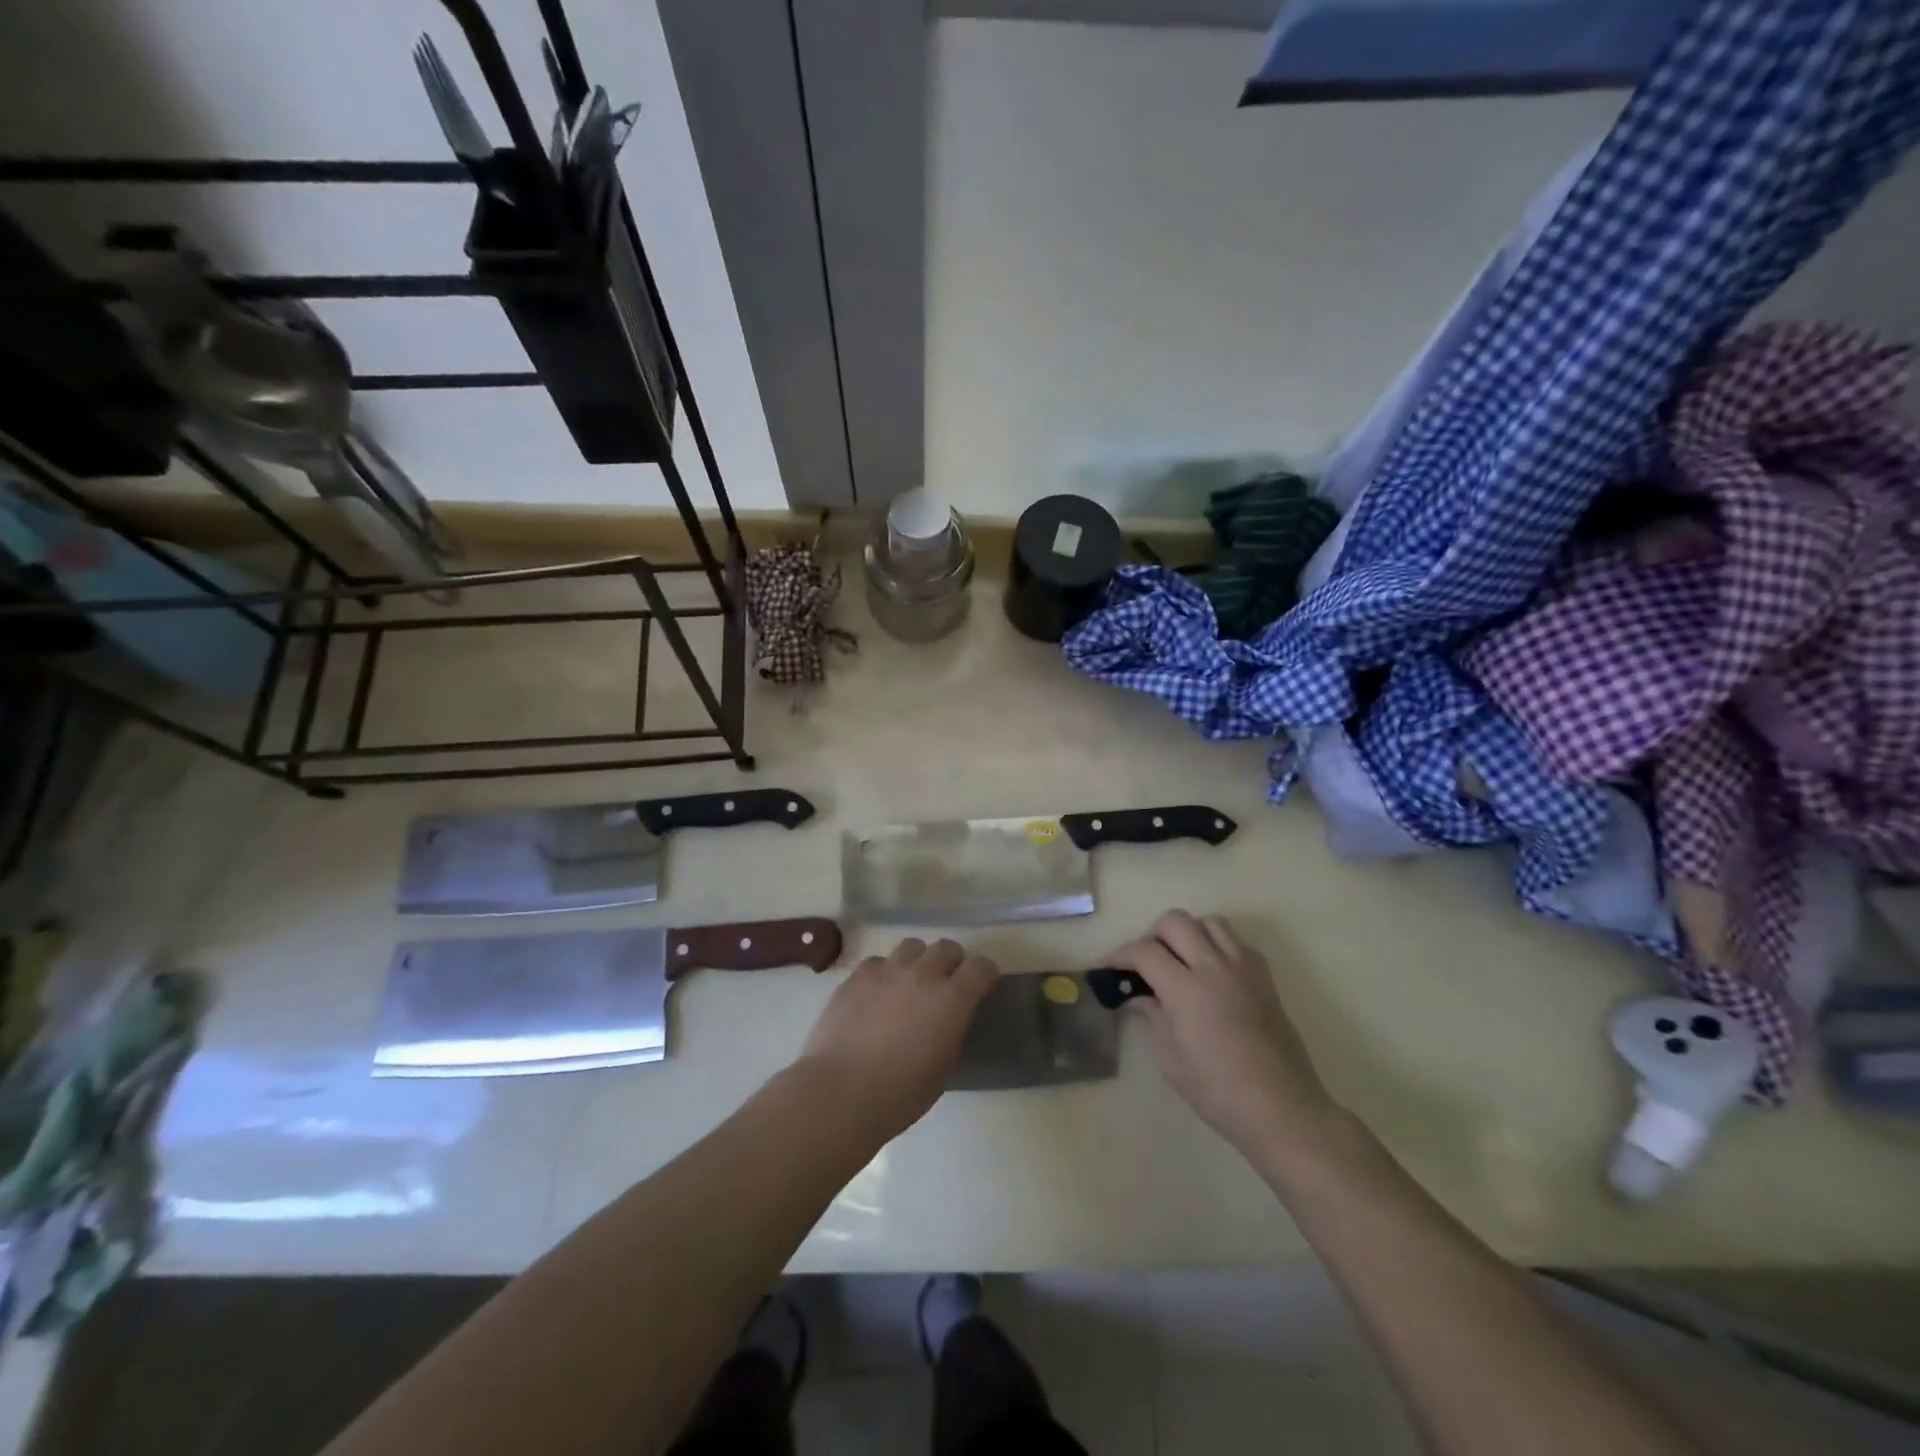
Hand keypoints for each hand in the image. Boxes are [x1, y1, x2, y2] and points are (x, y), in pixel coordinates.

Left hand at [797, 938, 997, 1141]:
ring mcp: (887, 970)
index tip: (982, 987)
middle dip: (952, 962)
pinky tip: (876, 995)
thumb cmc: (900, 1094)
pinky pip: (878, 961)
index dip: (984, 975)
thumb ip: (952, 1030)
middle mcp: (922, 974)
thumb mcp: (943, 1067)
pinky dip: (884, 973)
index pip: (981, 967)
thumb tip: (949, 1018)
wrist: (841, 1092)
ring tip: (910, 983)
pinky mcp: (857, 975)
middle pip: (947, 947)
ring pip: (912, 946)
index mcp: (952, 1000)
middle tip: (946, 984)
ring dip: (918, 961)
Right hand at [1108, 911, 1336, 1157]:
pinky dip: (1217, 946)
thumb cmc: (1219, 1092)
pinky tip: (1211, 973)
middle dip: (1152, 936)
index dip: (1119, 955)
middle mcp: (1214, 967)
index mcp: (1186, 989)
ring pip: (1209, 923)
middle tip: (1145, 963)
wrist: (1282, 1108)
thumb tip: (1139, 997)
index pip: (1144, 951)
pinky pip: (1236, 942)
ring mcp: (1243, 968)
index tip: (1106, 968)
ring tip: (1180, 961)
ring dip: (1188, 934)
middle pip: (1175, 922)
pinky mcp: (1264, 977)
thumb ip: (1153, 1018)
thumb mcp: (1171, 1061)